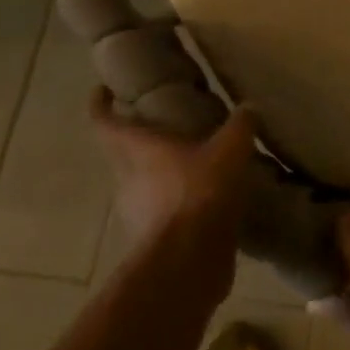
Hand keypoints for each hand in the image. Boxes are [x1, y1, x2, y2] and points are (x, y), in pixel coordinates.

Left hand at [91, 91, 256, 309]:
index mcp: (138, 149)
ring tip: (190, 165)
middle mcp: (127, 178)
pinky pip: (160, 211)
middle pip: (121, 153)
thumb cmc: (201, 192)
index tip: (103, 91)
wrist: (190, 259)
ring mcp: (136, 212)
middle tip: (163, 127)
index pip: (104, 121)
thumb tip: (248, 108)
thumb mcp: (231, 150)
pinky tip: (203, 202)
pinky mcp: (152, 239)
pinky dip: (175, 203)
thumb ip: (240, 126)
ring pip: (140, 184)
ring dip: (158, 174)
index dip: (100, 104)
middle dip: (137, 139)